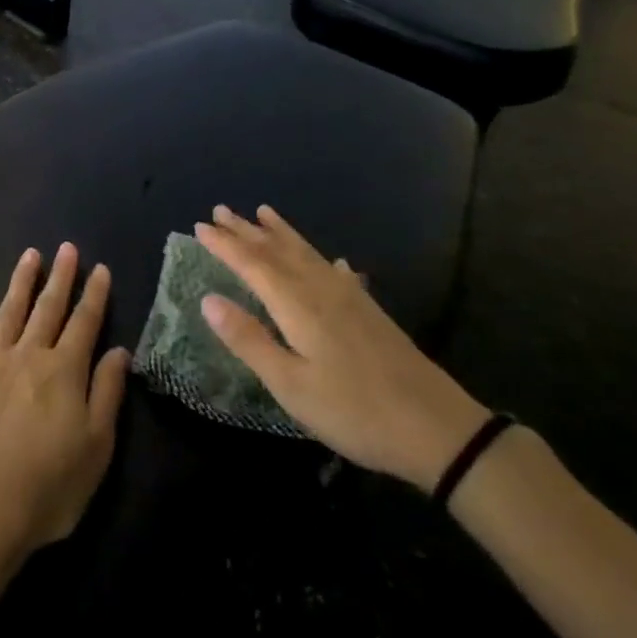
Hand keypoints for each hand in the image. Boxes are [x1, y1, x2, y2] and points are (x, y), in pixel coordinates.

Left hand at [0, 244, 131, 553]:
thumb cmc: (49, 485)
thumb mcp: (97, 446)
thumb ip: (107, 392)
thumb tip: (120, 350)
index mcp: (64, 371)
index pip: (84, 323)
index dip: (94, 295)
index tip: (100, 268)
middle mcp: (28, 355)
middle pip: (48, 308)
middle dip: (61, 277)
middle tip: (67, 248)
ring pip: (9, 312)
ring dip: (21, 282)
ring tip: (30, 255)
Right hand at [196, 206, 489, 491]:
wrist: (437, 428)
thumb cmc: (353, 411)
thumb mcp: (290, 385)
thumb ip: (249, 340)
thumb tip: (208, 299)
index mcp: (297, 305)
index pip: (252, 265)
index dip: (224, 245)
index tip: (199, 226)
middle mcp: (320, 289)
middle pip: (276, 251)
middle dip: (246, 231)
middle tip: (220, 209)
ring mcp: (349, 297)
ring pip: (305, 253)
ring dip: (280, 233)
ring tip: (263, 212)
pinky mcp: (369, 310)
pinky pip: (334, 269)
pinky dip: (320, 257)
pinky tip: (330, 260)